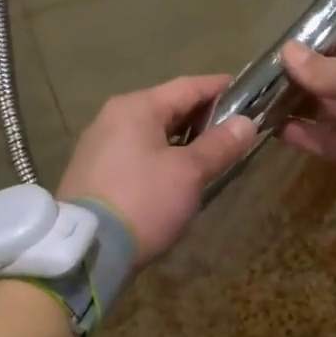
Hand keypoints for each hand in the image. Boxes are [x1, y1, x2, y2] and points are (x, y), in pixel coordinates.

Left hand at [57, 74, 256, 261]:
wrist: (87, 250)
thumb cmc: (143, 201)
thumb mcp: (189, 173)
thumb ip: (219, 145)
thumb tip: (246, 123)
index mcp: (136, 107)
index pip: (187, 86)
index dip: (220, 88)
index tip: (248, 92)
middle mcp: (112, 118)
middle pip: (167, 108)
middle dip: (202, 117)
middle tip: (235, 130)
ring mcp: (98, 146)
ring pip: (151, 133)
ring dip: (182, 140)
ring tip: (211, 155)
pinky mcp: (93, 174)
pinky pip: (136, 154)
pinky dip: (161, 157)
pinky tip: (177, 176)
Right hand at [277, 27, 335, 234]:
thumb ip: (322, 67)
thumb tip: (287, 51)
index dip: (329, 39)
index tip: (293, 45)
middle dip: (309, 73)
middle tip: (268, 73)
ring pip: (335, 109)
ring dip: (302, 104)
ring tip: (264, 98)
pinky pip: (331, 140)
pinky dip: (306, 134)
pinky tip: (276, 128)